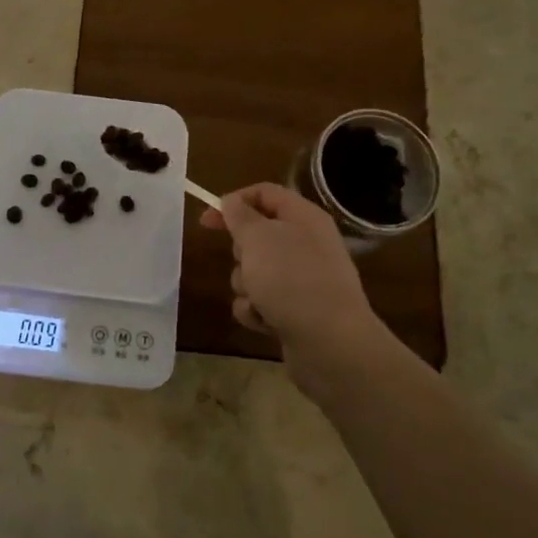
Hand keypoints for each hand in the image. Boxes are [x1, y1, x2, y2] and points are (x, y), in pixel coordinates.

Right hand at [199, 183, 390, 399]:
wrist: (330, 343)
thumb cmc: (292, 279)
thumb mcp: (258, 237)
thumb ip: (239, 215)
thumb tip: (232, 202)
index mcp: (303, 217)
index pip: (264, 194)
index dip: (233, 202)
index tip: (206, 220)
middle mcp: (306, 244)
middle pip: (257, 235)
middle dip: (241, 251)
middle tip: (247, 261)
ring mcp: (302, 280)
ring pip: (255, 271)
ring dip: (247, 285)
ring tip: (259, 298)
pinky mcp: (296, 311)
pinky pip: (261, 301)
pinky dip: (256, 310)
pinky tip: (264, 321)